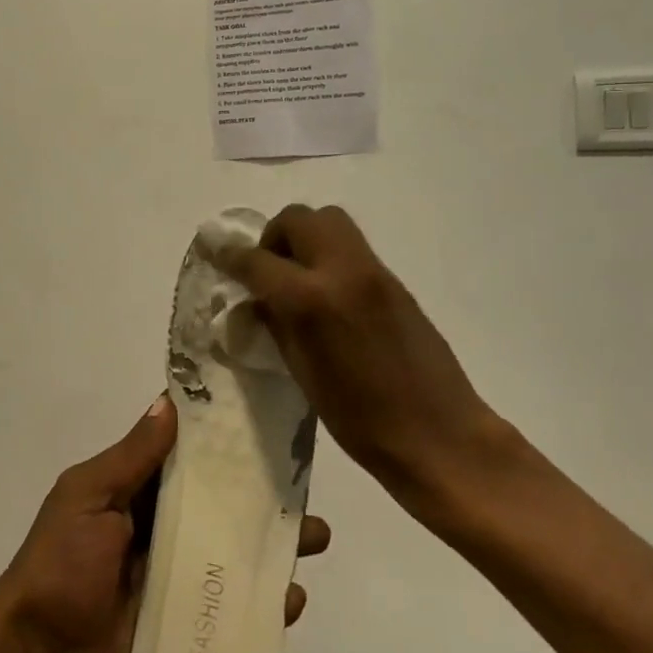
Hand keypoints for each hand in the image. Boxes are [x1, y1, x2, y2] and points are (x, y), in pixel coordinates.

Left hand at [0, 396, 331, 652]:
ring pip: (231, 551)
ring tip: (313, 540)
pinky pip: (229, 606)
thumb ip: (131, 457)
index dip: (221, 438)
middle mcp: (160, 525)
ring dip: (270, 545)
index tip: (266, 418)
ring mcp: (175, 575)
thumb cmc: (59, 564)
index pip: (186, 455)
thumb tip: (169, 400)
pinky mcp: (184, 622)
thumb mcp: (88, 498)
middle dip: (261, 495)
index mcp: (135, 490)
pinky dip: (261, 602)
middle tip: (305, 488)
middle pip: (218, 503)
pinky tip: (291, 599)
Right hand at [216, 205, 511, 520]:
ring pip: (329, 220)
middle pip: (298, 218)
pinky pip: (351, 246)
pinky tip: (327, 293)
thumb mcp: (302, 375)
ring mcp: (373, 271)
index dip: (230, 255)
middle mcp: (342, 271)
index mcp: (311, 300)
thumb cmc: (361, 421)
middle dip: (274, 236)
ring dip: (304, 236)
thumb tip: (256, 299)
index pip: (257, 260)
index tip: (213, 250)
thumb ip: (276, 325)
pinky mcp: (394, 280)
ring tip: (297, 277)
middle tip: (267, 270)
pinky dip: (328, 254)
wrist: (440, 435)